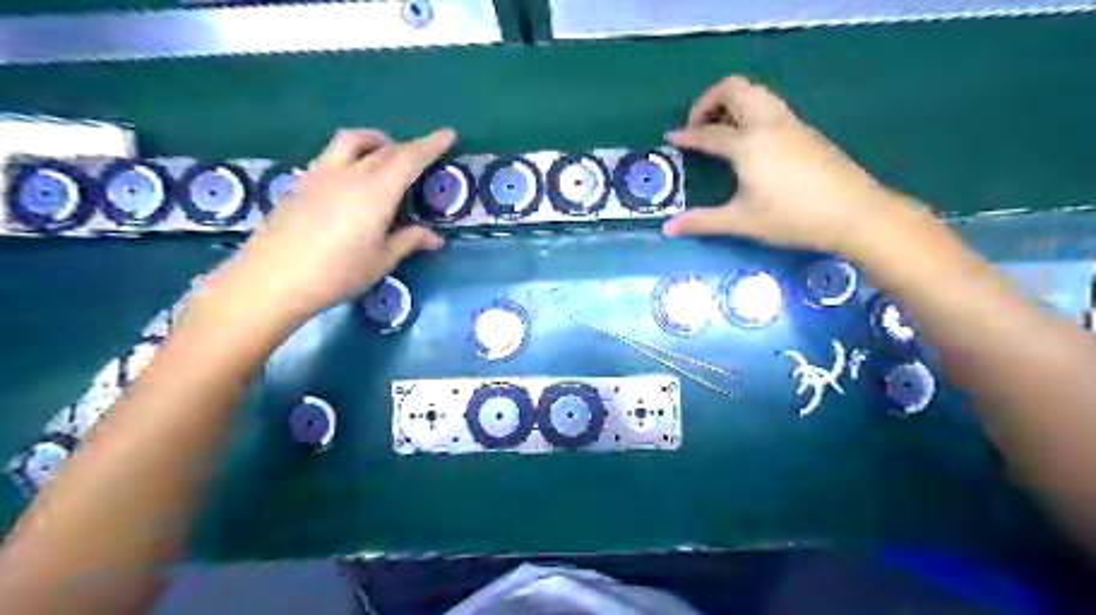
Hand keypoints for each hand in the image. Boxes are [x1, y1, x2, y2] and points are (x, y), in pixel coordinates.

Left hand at [214, 129, 454, 321]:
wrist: (273, 277)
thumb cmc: (337, 272)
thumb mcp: (381, 260)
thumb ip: (409, 241)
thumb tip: (435, 238)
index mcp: (377, 191)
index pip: (410, 158)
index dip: (431, 144)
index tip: (448, 134)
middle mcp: (351, 173)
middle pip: (384, 149)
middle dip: (407, 147)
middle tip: (421, 157)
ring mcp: (322, 174)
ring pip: (352, 140)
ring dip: (375, 140)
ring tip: (384, 153)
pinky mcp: (303, 182)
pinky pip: (332, 154)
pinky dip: (352, 153)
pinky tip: (352, 175)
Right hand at [664, 75, 903, 253]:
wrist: (855, 213)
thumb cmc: (793, 218)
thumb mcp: (742, 222)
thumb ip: (702, 221)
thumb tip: (667, 229)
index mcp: (748, 144)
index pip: (708, 133)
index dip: (686, 135)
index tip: (671, 137)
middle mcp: (767, 123)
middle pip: (733, 89)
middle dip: (708, 100)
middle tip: (697, 125)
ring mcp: (790, 123)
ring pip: (756, 91)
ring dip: (732, 101)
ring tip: (721, 128)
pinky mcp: (805, 129)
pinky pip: (770, 104)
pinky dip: (750, 108)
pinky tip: (750, 139)